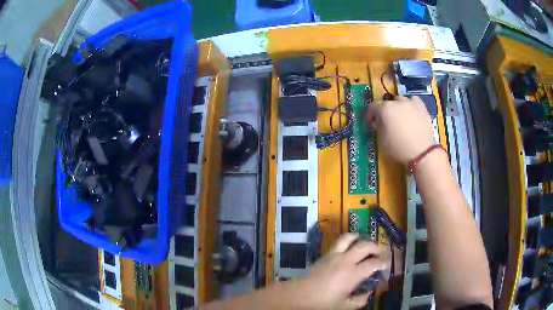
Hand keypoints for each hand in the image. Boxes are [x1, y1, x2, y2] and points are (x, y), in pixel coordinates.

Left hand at [296, 234, 389, 309]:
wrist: (299, 295)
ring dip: (359, 238)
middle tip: (379, 253)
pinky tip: (348, 246)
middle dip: (375, 247)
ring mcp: (334, 255)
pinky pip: (338, 242)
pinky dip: (347, 240)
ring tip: (364, 241)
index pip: (373, 263)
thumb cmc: (322, 303)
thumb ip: (359, 300)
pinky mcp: (325, 255)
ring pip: (349, 238)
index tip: (387, 264)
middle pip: (365, 246)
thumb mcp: (344, 306)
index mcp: (353, 274)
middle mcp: (346, 261)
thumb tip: (368, 293)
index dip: (383, 262)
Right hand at [366, 96, 434, 164]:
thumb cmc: (398, 148)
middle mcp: (396, 102)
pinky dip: (411, 105)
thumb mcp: (382, 141)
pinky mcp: (422, 107)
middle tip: (387, 122)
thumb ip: (378, 128)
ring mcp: (410, 103)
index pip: (374, 107)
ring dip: (398, 106)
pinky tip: (411, 112)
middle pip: (388, 103)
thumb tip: (377, 122)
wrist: (421, 152)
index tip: (370, 122)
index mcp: (385, 109)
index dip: (371, 115)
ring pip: (401, 100)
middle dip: (385, 111)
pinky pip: (413, 100)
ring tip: (400, 117)